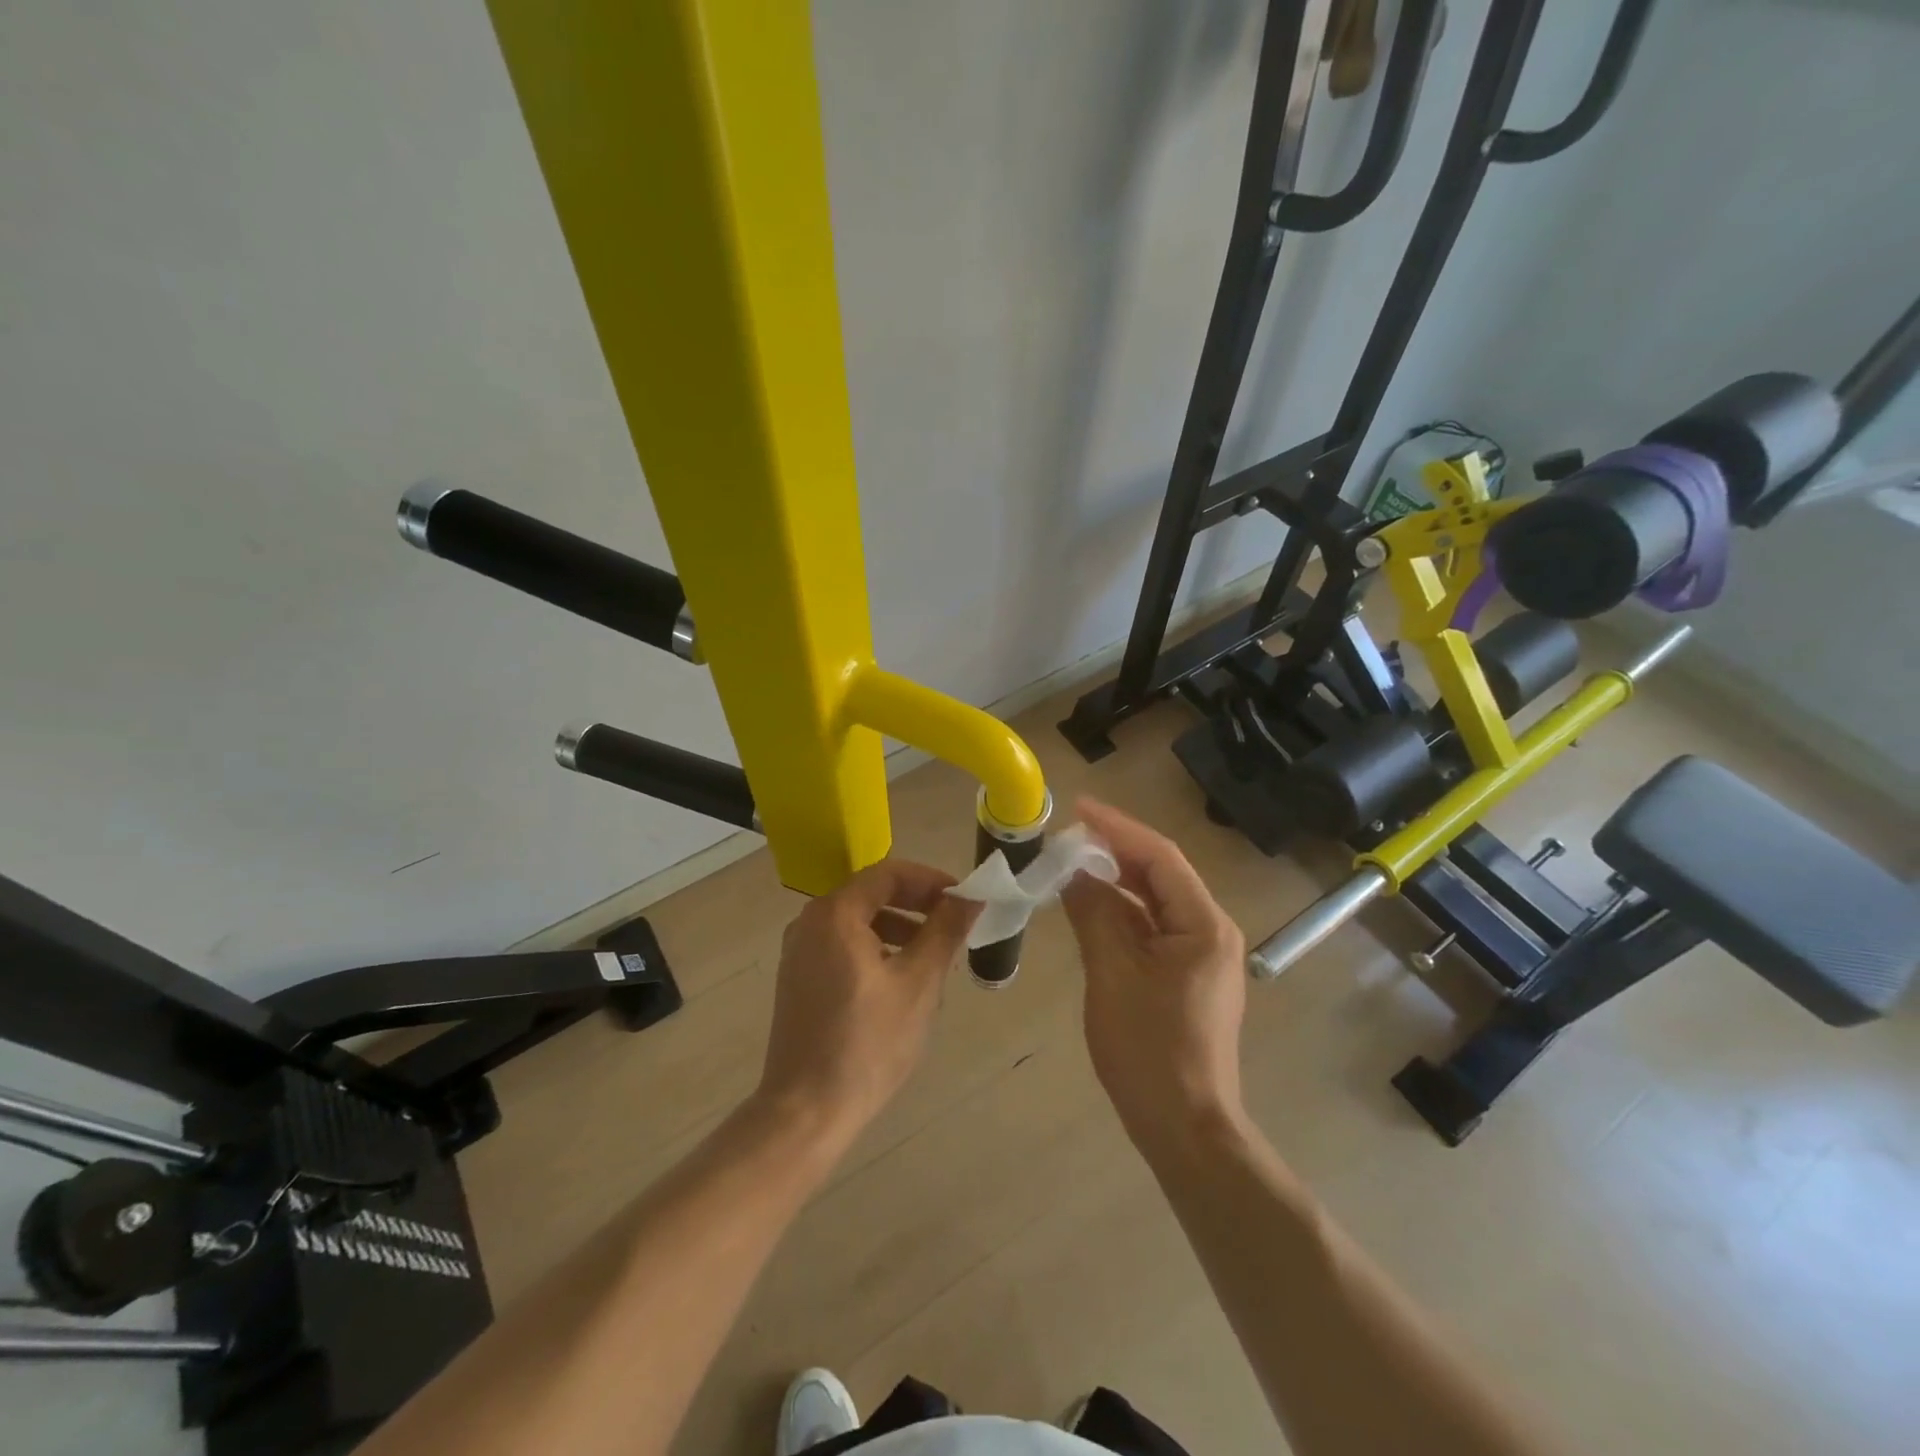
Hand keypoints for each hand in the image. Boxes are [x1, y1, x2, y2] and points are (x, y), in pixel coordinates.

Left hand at [755, 860, 979, 1145]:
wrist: (805, 1111)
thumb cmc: (868, 1043)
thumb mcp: (918, 983)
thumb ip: (945, 931)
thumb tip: (972, 896)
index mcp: (835, 914)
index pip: (889, 874)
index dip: (931, 881)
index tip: (964, 900)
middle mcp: (810, 922)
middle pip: (871, 894)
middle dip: (917, 905)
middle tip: (954, 926)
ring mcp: (799, 952)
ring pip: (858, 922)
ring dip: (899, 928)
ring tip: (934, 957)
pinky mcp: (798, 979)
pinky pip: (843, 946)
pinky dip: (876, 949)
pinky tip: (901, 981)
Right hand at [1061, 800, 1247, 1154]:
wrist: (1185, 1127)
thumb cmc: (1149, 1049)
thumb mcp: (1112, 973)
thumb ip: (1093, 913)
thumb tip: (1073, 873)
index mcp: (1203, 924)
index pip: (1159, 857)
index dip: (1117, 828)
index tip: (1077, 809)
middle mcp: (1210, 931)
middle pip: (1160, 874)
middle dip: (1115, 851)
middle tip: (1068, 836)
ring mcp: (1202, 955)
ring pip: (1155, 901)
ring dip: (1116, 881)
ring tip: (1072, 865)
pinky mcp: (1188, 975)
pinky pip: (1153, 928)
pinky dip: (1122, 913)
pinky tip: (1091, 909)